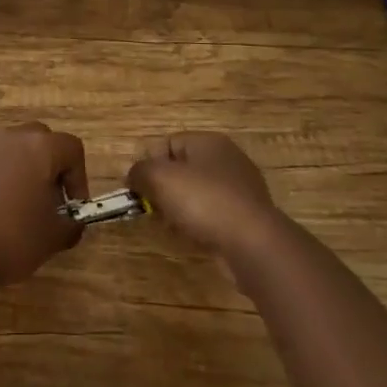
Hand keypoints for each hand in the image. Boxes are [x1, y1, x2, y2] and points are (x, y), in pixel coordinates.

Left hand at [0, 122, 88, 288]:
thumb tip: (72, 223)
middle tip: (48, 199)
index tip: (72, 207)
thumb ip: (71, 225)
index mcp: (40, 148)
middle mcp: (11, 138)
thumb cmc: (14, 237)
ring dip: (21, 169)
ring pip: (11, 149)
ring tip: (19, 206)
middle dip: (49, 165)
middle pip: (40, 139)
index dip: (79, 176)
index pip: (71, 148)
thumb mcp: (54, 237)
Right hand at [128, 131, 276, 256]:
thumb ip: (140, 171)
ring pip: (196, 194)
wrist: (253, 244)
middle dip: (163, 189)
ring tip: (172, 226)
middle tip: (153, 208)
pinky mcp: (246, 217)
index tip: (139, 188)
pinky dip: (198, 224)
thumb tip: (134, 176)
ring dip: (179, 208)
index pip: (167, 143)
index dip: (149, 163)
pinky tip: (192, 237)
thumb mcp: (160, 178)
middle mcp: (227, 160)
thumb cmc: (204, 201)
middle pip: (182, 169)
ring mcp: (240, 190)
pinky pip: (212, 215)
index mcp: (208, 142)